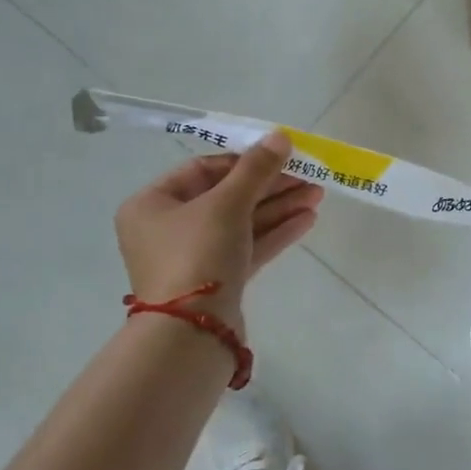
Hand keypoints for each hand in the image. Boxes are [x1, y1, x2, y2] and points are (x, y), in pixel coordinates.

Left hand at [113, 131, 322, 328]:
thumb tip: (280, 136)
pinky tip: (307, 220)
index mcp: (152, 204)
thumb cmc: (197, 254)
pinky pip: (246, 247)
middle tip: (308, 176)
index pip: (203, 170)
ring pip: (241, 223)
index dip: (244, 160)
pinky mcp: (217, 281)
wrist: (192, 333)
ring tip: (317, 195)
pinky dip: (274, 233)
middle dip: (270, 186)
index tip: (279, 156)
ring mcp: (194, 258)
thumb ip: (256, 169)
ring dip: (278, 208)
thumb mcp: (227, 204)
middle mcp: (168, 229)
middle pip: (226, 196)